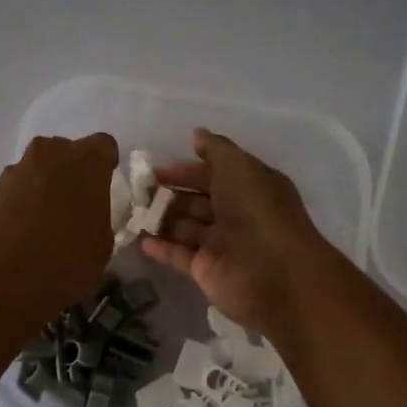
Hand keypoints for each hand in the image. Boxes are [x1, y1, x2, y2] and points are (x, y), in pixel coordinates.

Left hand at [0, 133, 118, 329]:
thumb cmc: (64, 261)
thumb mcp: (102, 247)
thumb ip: (100, 220)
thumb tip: (89, 218)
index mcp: (86, 162)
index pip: (104, 146)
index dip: (106, 165)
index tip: (105, 186)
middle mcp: (50, 154)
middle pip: (67, 152)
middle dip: (74, 173)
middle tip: (78, 205)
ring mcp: (17, 169)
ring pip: (40, 169)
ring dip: (46, 186)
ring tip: (48, 222)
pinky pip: (18, 188)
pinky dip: (24, 202)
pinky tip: (25, 232)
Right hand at [141, 128, 332, 334]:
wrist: (273, 272)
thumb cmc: (256, 211)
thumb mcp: (238, 167)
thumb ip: (216, 149)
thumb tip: (197, 134)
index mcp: (249, 187)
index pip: (213, 174)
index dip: (186, 170)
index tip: (155, 170)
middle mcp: (237, 214)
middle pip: (198, 201)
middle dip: (170, 195)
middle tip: (139, 192)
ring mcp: (222, 245)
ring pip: (186, 227)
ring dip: (162, 220)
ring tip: (133, 213)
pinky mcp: (207, 271)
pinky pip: (180, 256)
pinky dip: (162, 248)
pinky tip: (141, 240)